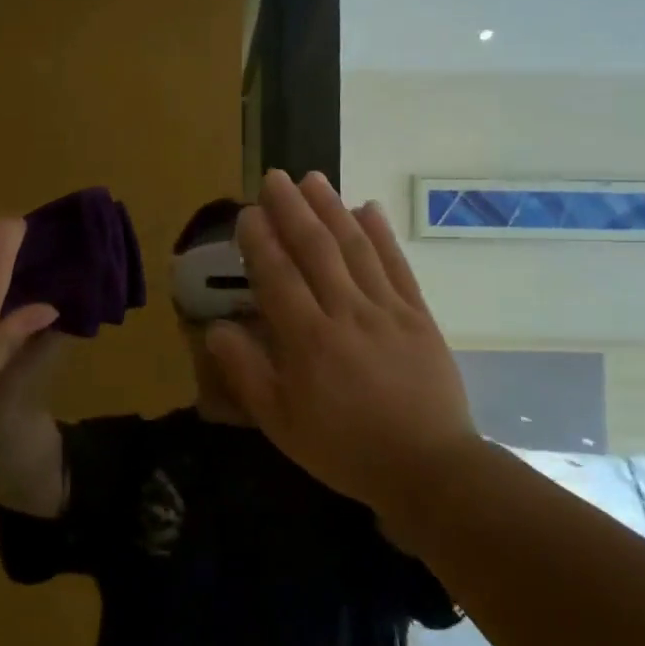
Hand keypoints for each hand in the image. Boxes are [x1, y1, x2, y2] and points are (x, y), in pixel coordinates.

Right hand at [206, 171, 476, 512]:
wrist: (427, 468)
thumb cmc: (344, 449)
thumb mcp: (281, 423)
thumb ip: (247, 372)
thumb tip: (217, 328)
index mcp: (308, 341)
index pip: (278, 276)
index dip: (261, 241)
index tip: (248, 212)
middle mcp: (346, 314)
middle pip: (316, 250)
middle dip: (293, 209)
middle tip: (275, 177)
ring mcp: (387, 311)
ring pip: (355, 248)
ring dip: (332, 209)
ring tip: (313, 179)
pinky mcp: (418, 316)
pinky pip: (396, 266)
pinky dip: (381, 235)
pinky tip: (367, 209)